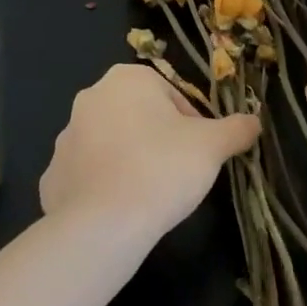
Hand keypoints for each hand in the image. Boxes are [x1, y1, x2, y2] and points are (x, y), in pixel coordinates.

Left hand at [40, 64, 259, 241]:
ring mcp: (66, 137)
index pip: (172, 96)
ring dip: (129, 161)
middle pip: (139, 116)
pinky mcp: (51, 175)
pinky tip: (119, 211)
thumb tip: (255, 122)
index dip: (191, 125)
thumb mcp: (212, 146)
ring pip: (111, 143)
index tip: (197, 154)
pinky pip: (86, 175)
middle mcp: (91, 97)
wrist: (103, 226)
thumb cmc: (162, 169)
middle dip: (158, 140)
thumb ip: (236, 128)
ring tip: (149, 195)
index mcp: (128, 78)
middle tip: (176, 174)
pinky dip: (102, 187)